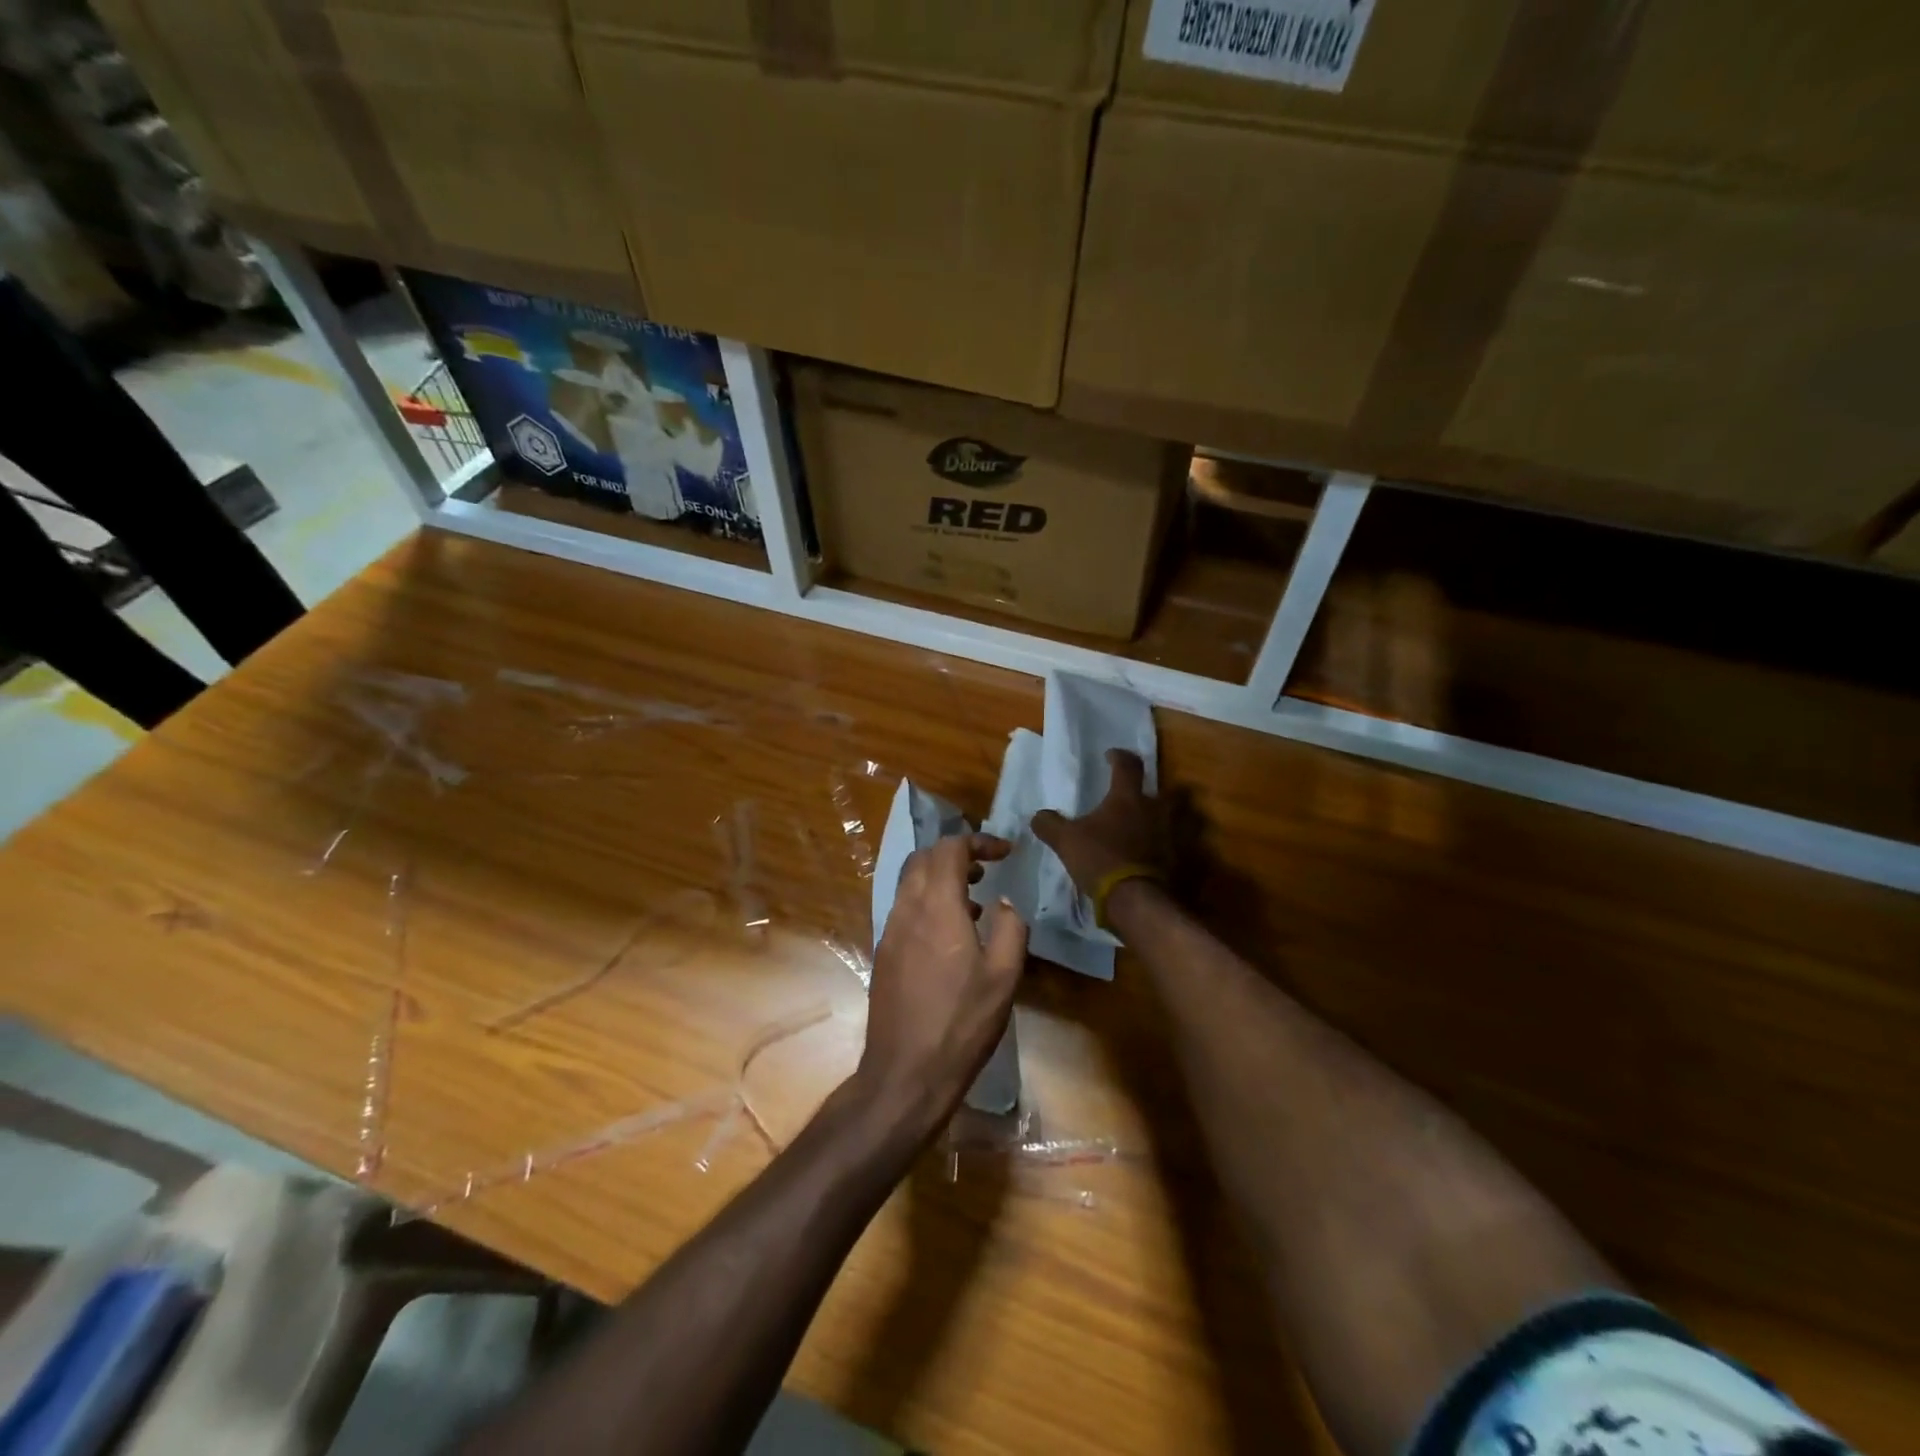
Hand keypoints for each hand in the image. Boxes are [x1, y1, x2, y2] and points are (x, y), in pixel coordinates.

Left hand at [859, 833, 1028, 1125]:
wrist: (905, 1072)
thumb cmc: (961, 1024)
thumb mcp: (1004, 976)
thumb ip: (1012, 928)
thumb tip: (1006, 903)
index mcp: (936, 906)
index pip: (949, 848)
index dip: (978, 841)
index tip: (1005, 853)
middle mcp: (907, 909)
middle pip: (924, 858)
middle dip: (956, 853)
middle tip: (987, 869)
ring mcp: (890, 931)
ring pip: (911, 882)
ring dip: (941, 878)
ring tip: (976, 901)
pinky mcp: (884, 953)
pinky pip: (905, 908)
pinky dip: (929, 902)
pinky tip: (953, 935)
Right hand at [1030, 749, 1169, 894]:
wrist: (1135, 899)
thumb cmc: (1100, 859)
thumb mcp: (1065, 841)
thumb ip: (1050, 824)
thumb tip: (1038, 815)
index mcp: (1127, 798)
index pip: (1127, 765)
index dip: (1119, 757)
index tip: (1111, 756)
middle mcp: (1155, 810)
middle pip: (1167, 790)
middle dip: (1156, 790)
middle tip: (1141, 796)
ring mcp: (1172, 835)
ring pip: (1181, 817)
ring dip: (1172, 817)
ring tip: (1156, 824)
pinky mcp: (1179, 860)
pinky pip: (1179, 846)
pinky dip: (1171, 846)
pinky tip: (1158, 853)